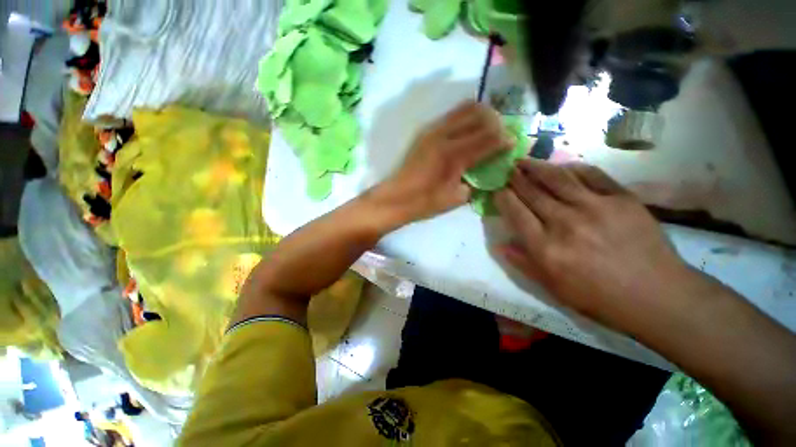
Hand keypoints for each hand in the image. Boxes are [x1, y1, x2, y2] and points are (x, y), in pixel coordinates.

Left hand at [374, 101, 512, 224]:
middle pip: (480, 114)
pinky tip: (468, 131)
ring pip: (465, 108)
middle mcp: (444, 136)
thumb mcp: (456, 198)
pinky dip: (465, 117)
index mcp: (454, 155)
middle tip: (500, 136)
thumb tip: (487, 169)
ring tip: (487, 129)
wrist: (396, 197)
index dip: (505, 139)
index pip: (489, 138)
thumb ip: (475, 180)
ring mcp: (433, 130)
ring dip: (481, 115)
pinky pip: (451, 114)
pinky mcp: (425, 131)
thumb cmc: (425, 202)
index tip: (514, 142)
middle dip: (496, 122)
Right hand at [494, 159, 696, 330]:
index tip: (497, 190)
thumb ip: (522, 263)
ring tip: (524, 161)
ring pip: (557, 178)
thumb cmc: (598, 296)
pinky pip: (591, 175)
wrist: (656, 296)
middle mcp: (564, 222)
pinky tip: (562, 166)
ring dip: (536, 167)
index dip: (503, 198)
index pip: (515, 213)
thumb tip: (499, 245)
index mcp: (545, 247)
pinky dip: (572, 168)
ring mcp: (594, 207)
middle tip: (508, 170)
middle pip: (532, 192)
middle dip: (515, 179)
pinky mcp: (621, 199)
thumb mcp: (552, 287)